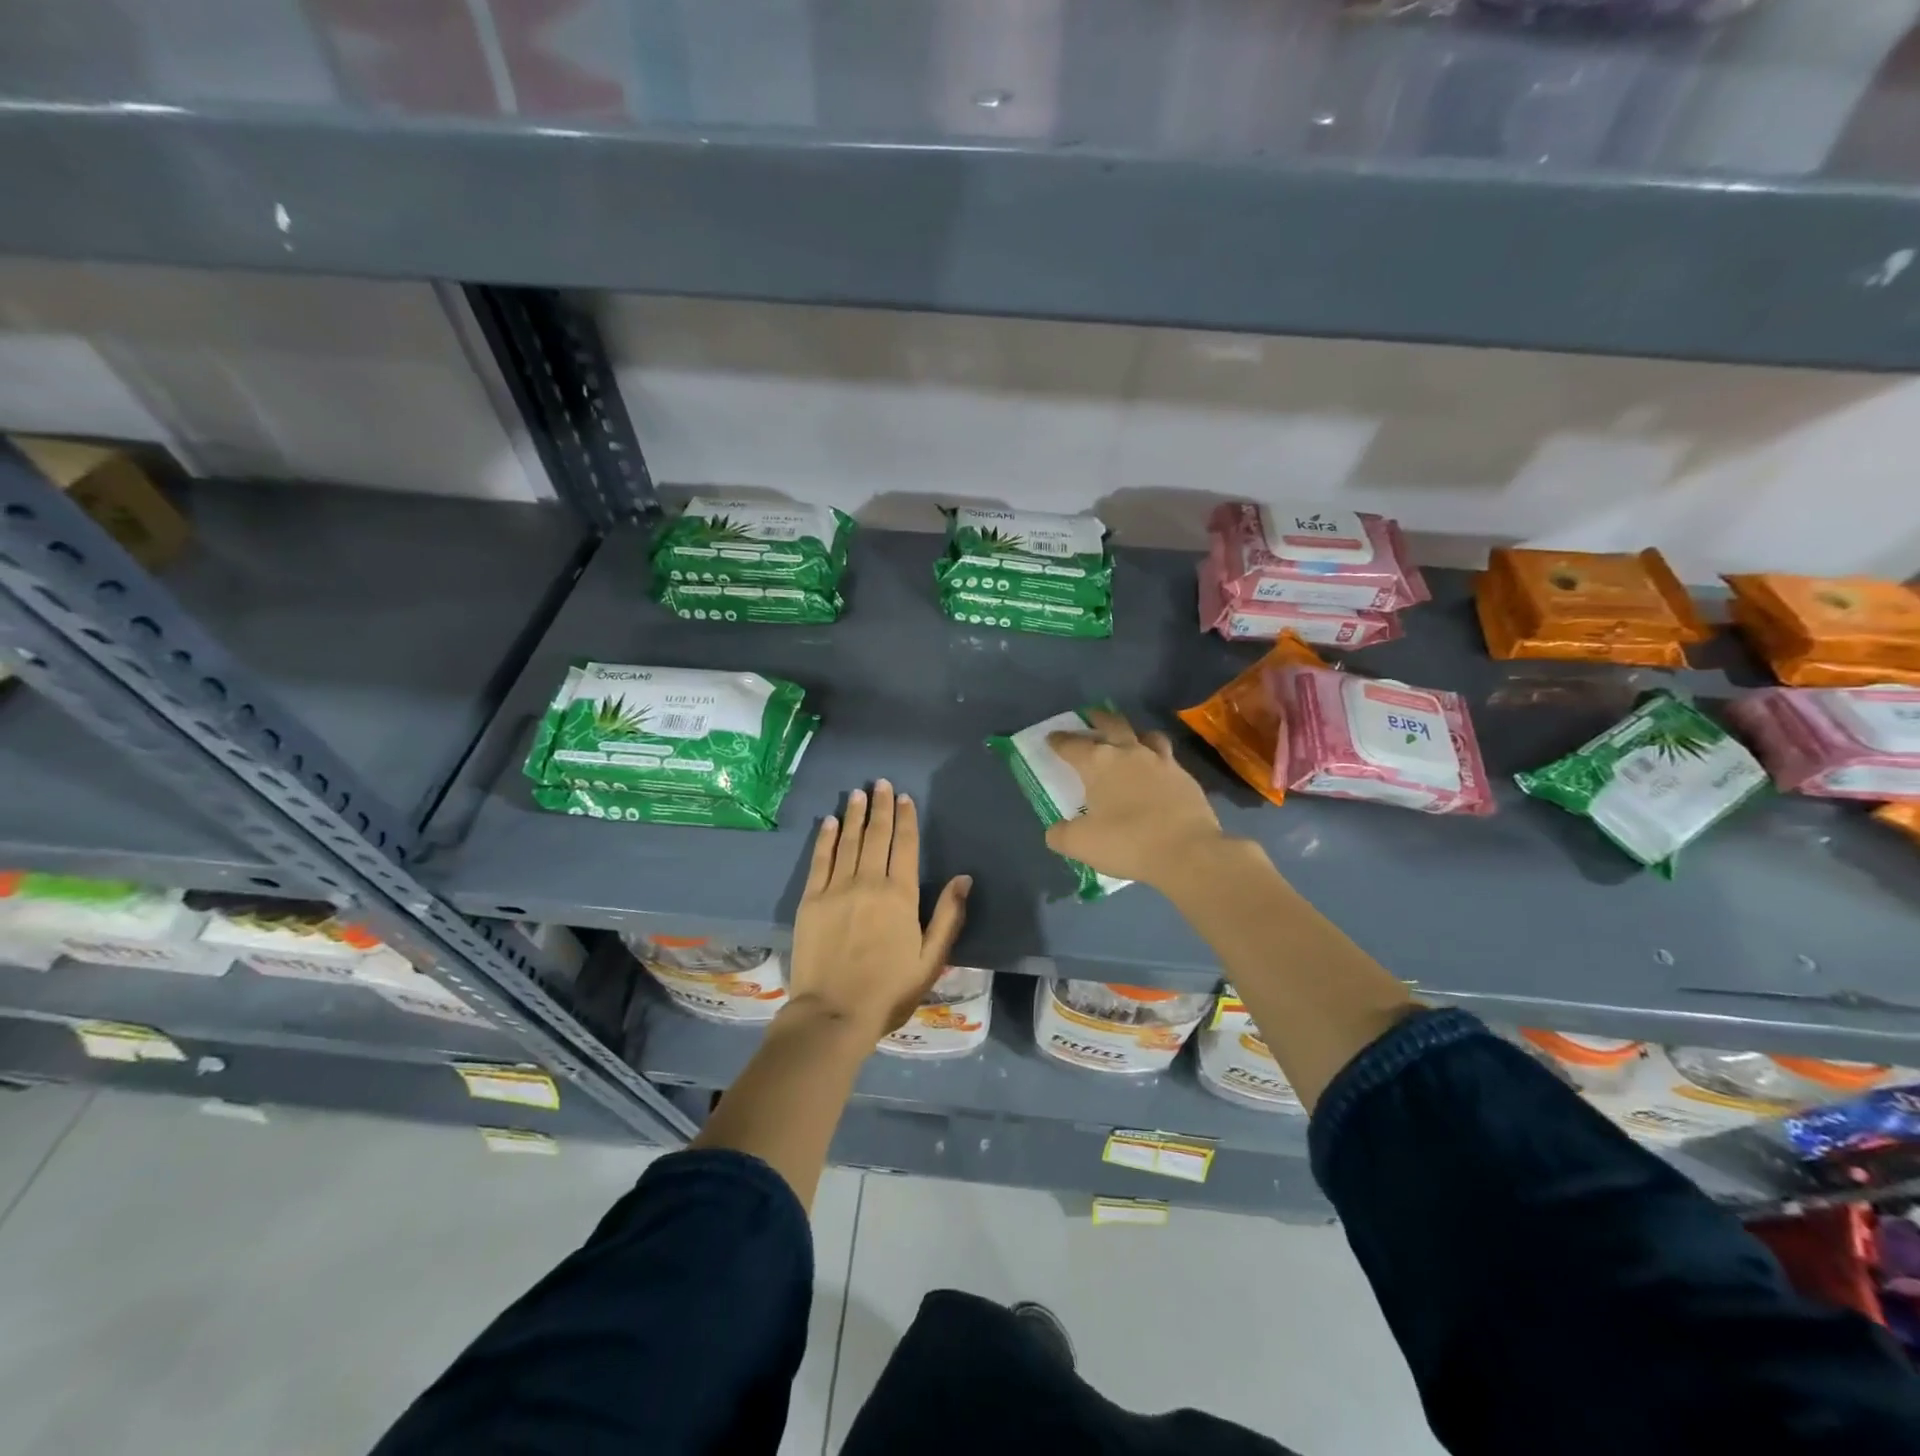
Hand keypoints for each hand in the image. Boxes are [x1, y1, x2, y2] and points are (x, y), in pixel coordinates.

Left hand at [787, 780, 970, 1040]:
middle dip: (880, 806)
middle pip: (876, 835)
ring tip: (859, 793)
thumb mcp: (931, 959)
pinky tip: (830, 822)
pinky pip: (820, 860)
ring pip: (849, 841)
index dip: (906, 819)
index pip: (905, 845)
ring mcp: (836, 888)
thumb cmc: (889, 990)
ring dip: (855, 814)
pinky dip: (826, 838)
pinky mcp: (810, 900)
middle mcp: (869, 882)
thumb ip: (948, 916)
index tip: (905, 798)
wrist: (834, 1014)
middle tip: (881, 783)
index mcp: (900, 895)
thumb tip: (964, 878)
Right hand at [1045, 709, 1228, 888]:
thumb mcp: (1081, 844)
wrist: (1187, 852)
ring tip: (1130, 741)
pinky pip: (1168, 760)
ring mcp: (1162, 762)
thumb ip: (1061, 834)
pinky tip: (1157, 775)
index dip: (1059, 741)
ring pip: (1147, 736)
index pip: (1072, 745)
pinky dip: (1157, 761)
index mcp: (1099, 763)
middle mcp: (1130, 753)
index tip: (1051, 738)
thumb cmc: (1127, 842)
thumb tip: (1056, 830)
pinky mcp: (1186, 778)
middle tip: (1090, 717)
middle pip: (1112, 724)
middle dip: (1098, 719)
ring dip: (1134, 734)